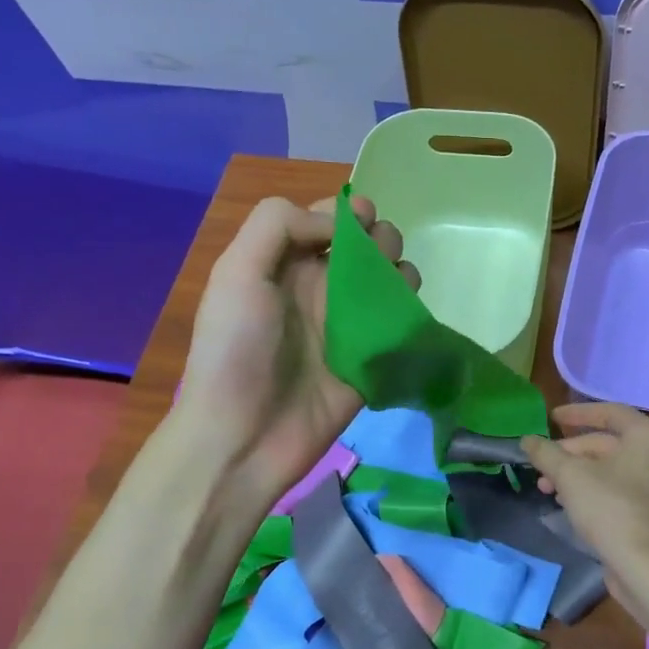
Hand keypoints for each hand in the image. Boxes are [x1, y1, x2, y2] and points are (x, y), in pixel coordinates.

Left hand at [170, 193, 415, 513]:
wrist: (245, 435)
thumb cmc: (237, 350)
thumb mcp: (238, 273)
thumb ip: (279, 226)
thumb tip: (342, 226)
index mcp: (286, 263)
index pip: (328, 220)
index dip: (350, 213)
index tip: (362, 222)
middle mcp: (321, 288)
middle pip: (367, 246)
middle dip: (381, 239)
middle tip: (376, 260)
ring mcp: (350, 325)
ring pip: (391, 281)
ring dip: (401, 271)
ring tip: (394, 289)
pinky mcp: (373, 358)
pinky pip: (402, 325)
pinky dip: (411, 311)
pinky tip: (405, 317)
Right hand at [521, 403, 648, 589]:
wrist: (640, 564)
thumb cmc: (608, 507)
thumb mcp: (570, 475)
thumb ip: (546, 453)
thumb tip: (527, 440)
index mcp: (645, 436)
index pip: (609, 412)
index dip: (576, 413)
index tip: (550, 419)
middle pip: (604, 442)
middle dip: (568, 452)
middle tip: (540, 464)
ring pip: (605, 466)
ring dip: (572, 472)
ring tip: (544, 487)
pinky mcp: (644, 508)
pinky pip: (612, 486)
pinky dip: (587, 487)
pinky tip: (562, 500)